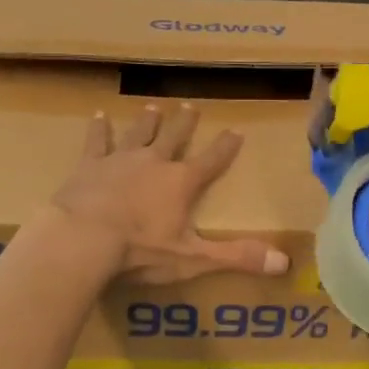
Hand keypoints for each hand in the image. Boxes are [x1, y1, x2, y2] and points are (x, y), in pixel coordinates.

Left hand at [51, 104, 289, 284]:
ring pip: (138, 133)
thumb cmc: (140, 250)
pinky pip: (97, 141)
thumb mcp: (193, 258)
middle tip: (190, 106)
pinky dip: (99, 129)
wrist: (84, 238)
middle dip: (184, 123)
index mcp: (180, 183)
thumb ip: (236, 257)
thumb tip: (284, 262)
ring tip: (153, 107)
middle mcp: (154, 162)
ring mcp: (120, 160)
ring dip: (147, 121)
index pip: (211, 161)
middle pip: (173, 137)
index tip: (236, 130)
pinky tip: (98, 115)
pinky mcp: (89, 165)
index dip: (225, 147)